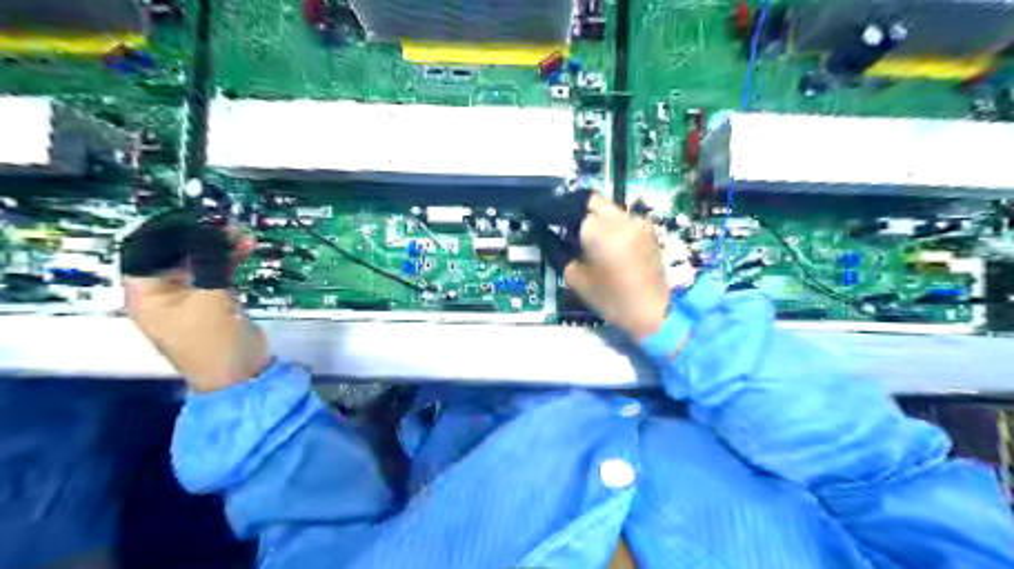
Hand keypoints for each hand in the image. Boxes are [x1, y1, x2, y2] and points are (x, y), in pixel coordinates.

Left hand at [120, 210, 269, 393]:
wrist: (240, 374)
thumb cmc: (213, 340)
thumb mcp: (209, 298)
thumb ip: (209, 261)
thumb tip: (214, 229)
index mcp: (146, 292)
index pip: (147, 248)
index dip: (171, 229)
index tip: (200, 216)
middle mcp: (163, 290)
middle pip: (175, 252)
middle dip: (200, 235)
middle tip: (227, 223)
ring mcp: (190, 295)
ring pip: (200, 260)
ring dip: (219, 245)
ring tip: (241, 233)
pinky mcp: (214, 300)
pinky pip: (218, 271)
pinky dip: (231, 259)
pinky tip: (246, 248)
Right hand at [558, 196, 670, 340]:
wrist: (651, 310)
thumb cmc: (609, 298)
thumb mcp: (574, 276)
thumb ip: (557, 248)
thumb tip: (545, 232)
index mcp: (598, 229)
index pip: (570, 205)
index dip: (553, 208)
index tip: (541, 216)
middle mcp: (619, 217)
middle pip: (591, 200)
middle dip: (573, 207)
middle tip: (560, 222)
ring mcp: (636, 221)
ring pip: (607, 207)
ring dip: (591, 214)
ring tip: (579, 231)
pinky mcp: (646, 228)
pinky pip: (621, 217)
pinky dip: (607, 222)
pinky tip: (600, 239)